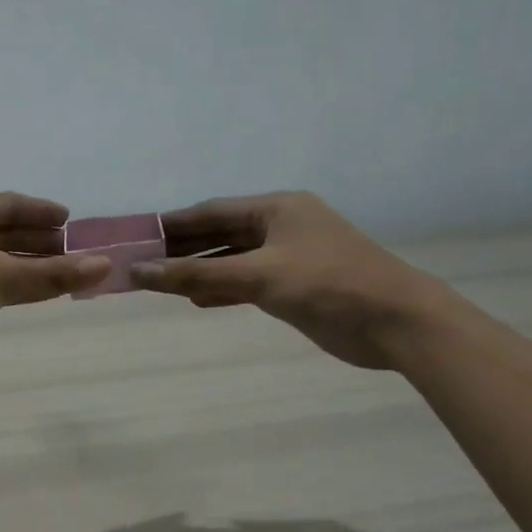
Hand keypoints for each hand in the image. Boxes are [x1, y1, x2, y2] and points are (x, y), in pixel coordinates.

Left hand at [0, 193, 109, 376]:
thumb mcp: (1, 276)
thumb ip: (52, 273)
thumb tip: (105, 266)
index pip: (9, 204)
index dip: (40, 211)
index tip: (70, 220)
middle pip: (4, 231)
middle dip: (38, 240)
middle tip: (75, 251)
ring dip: (28, 265)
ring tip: (63, 273)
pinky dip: (13, 284)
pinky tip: (32, 293)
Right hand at [129, 191, 446, 369]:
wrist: (396, 323)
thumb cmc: (329, 285)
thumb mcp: (259, 276)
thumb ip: (197, 276)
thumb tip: (139, 272)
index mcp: (276, 209)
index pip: (211, 212)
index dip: (172, 223)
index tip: (135, 235)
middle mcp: (281, 227)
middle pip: (219, 234)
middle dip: (181, 249)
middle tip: (140, 262)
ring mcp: (288, 257)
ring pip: (231, 260)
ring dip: (198, 270)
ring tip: (158, 282)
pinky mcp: (294, 287)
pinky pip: (246, 282)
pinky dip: (221, 289)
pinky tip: (196, 300)